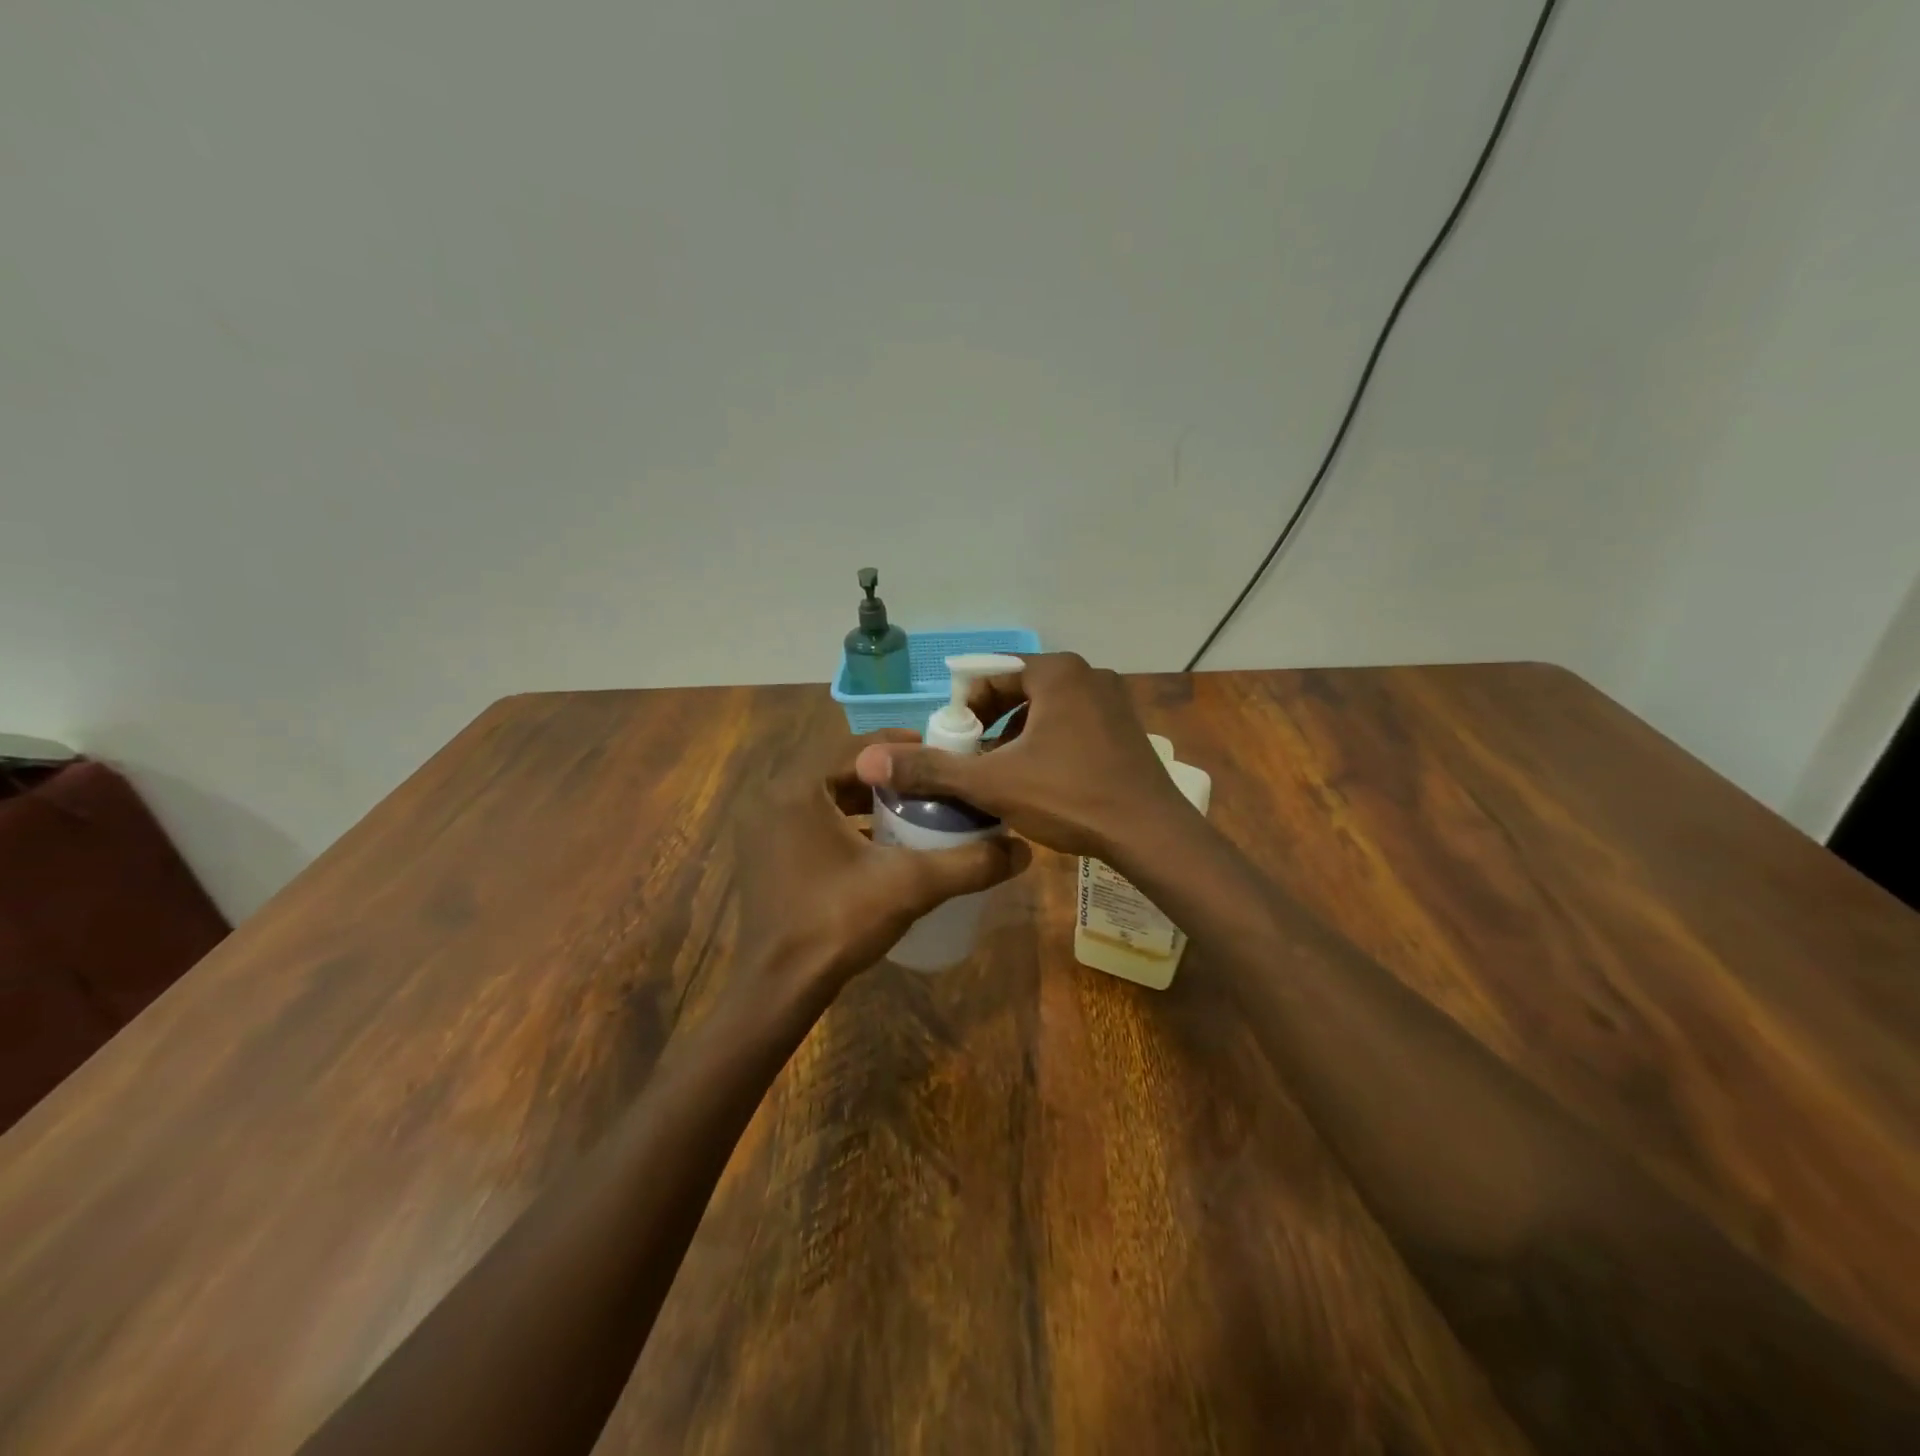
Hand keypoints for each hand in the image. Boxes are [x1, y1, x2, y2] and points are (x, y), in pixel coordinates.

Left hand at [732, 729, 1030, 1008]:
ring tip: (914, 810)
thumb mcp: (911, 885)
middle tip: (933, 784)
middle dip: (890, 775)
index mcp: (800, 787)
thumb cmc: (837, 922)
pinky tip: (881, 845)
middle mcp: (775, 797)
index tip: (943, 757)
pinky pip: (813, 822)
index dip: (905, 747)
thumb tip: (1023, 851)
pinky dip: (847, 824)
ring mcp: (765, 828)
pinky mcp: (767, 855)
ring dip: (869, 799)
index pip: (859, 746)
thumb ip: (968, 863)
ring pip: (828, 796)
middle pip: (843, 769)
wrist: (777, 989)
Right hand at [853, 654, 1195, 862]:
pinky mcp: (1124, 728)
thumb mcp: (993, 783)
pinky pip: (1071, 725)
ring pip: (1045, 711)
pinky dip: (1046, 745)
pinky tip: (1039, 781)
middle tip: (973, 764)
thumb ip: (931, 768)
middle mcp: (1087, 674)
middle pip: (1018, 692)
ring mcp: (1111, 700)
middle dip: (988, 726)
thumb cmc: (1070, 797)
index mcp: (1057, 672)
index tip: (953, 748)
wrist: (1151, 835)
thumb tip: (869, 759)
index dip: (962, 711)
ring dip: (1015, 738)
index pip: (989, 676)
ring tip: (1000, 776)